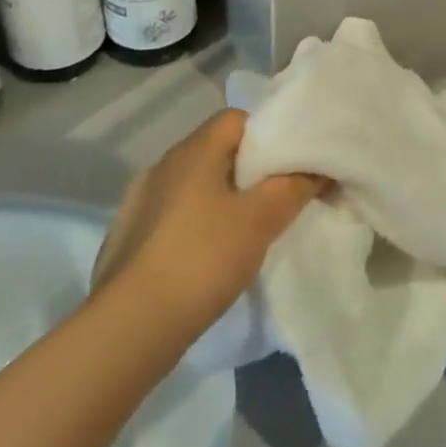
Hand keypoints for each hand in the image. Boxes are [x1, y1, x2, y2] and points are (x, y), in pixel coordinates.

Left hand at [92, 109, 323, 336]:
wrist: (129, 328)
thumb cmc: (202, 258)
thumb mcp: (261, 220)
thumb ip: (293, 187)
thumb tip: (317, 169)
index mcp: (193, 150)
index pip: (236, 118)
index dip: (267, 134)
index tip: (288, 165)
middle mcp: (163, 164)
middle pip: (215, 151)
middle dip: (247, 170)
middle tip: (275, 199)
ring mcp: (140, 201)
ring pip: (193, 186)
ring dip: (219, 200)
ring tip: (244, 232)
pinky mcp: (128, 237)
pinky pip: (173, 216)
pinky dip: (194, 226)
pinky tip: (207, 258)